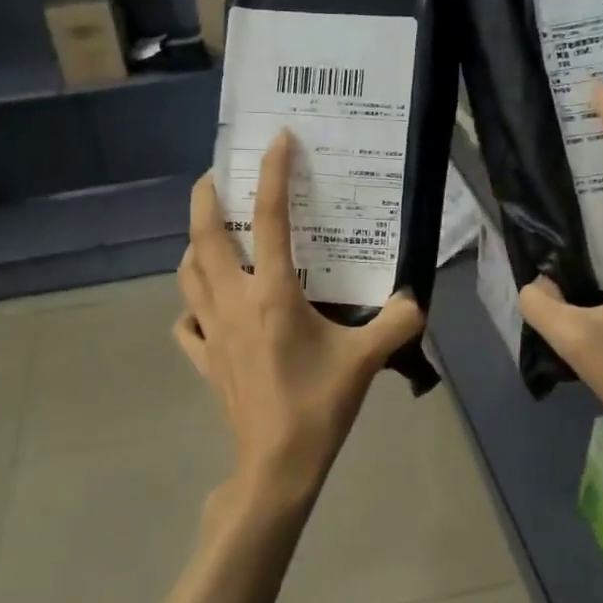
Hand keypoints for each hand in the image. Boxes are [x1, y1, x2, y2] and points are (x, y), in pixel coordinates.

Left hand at [175, 132, 424, 536]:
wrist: (277, 463)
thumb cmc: (319, 405)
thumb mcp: (367, 359)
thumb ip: (399, 321)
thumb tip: (417, 298)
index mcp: (271, 293)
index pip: (269, 218)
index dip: (272, 172)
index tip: (277, 139)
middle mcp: (232, 301)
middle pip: (203, 235)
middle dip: (205, 195)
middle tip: (216, 174)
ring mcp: (210, 330)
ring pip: (186, 273)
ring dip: (194, 245)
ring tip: (213, 235)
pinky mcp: (203, 358)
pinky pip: (185, 321)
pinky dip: (191, 304)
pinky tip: (206, 306)